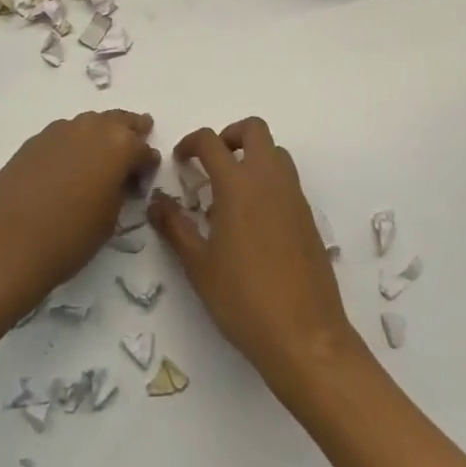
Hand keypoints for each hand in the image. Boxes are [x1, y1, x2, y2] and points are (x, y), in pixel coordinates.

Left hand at [0, 109, 157, 308]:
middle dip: (130, 129)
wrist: (10, 243)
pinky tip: (69, 161)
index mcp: (119, 146)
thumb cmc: (71, 237)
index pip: (143, 149)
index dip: (147, 164)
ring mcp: (60, 130)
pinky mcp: (35, 140)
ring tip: (103, 150)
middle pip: (118, 121)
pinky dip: (73, 142)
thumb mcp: (111, 218)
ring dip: (101, 132)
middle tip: (139, 134)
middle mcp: (91, 128)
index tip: (145, 178)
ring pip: (89, 123)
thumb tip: (119, 179)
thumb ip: (120, 189)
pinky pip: (64, 134)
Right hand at [150, 118, 361, 399]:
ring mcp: (294, 196)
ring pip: (276, 152)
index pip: (210, 141)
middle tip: (212, 163)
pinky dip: (269, 181)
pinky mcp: (309, 217)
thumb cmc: (243, 299)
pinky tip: (255, 219)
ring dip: (253, 156)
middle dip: (229, 135)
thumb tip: (156, 201)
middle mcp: (268, 179)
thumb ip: (175, 226)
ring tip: (232, 191)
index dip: (190, 143)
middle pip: (254, 130)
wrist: (305, 336)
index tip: (180, 161)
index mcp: (237, 184)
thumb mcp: (198, 265)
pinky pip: (288, 180)